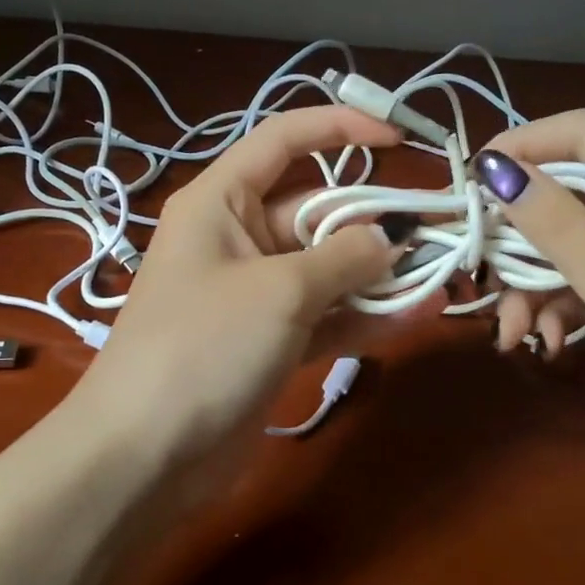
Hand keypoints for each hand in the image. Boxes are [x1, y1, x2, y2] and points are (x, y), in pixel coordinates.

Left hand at [70, 105, 403, 454]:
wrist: (145, 456)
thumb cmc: (203, 346)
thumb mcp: (281, 291)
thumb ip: (345, 257)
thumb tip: (392, 237)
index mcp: (221, 202)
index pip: (284, 140)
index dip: (340, 128)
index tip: (398, 139)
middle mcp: (238, 238)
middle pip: (316, 211)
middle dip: (374, 220)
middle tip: (437, 231)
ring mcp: (255, 294)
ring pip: (327, 268)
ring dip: (378, 273)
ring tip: (440, 276)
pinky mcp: (268, 341)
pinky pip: (324, 315)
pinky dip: (363, 316)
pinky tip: (416, 315)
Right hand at [475, 111, 584, 473]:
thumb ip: (556, 223)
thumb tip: (494, 168)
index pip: (583, 132)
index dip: (522, 147)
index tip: (470, 185)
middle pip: (574, 193)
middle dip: (523, 239)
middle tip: (485, 278)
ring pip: (580, 240)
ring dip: (539, 282)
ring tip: (517, 335)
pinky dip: (569, 302)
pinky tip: (552, 341)